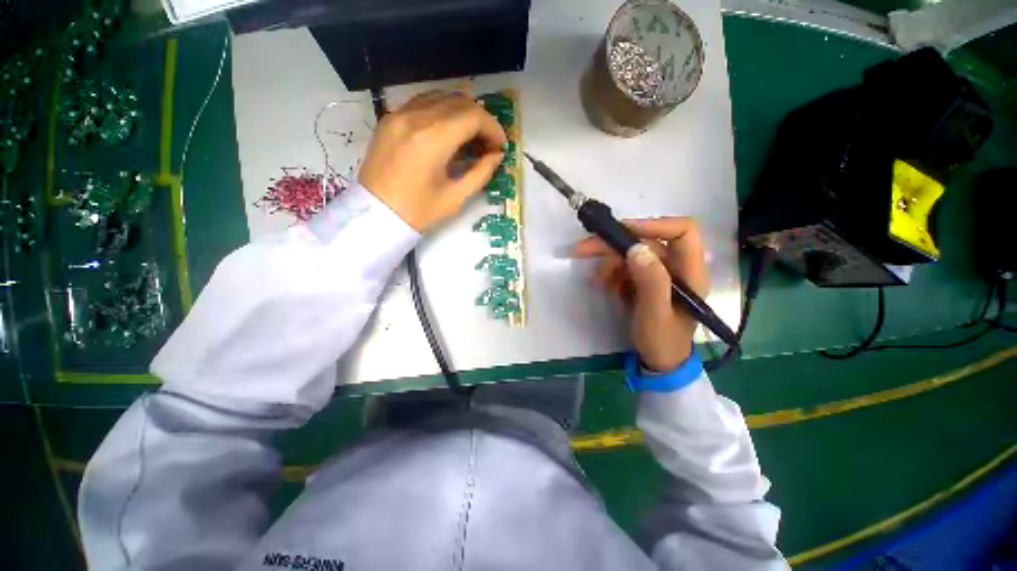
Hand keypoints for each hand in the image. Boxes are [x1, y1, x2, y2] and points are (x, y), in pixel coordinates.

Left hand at [358, 91, 507, 231]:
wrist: (375, 213)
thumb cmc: (418, 211)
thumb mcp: (456, 197)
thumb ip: (481, 173)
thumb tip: (497, 155)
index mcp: (433, 139)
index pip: (473, 116)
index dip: (493, 128)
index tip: (500, 146)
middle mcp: (415, 117)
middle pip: (459, 101)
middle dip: (481, 120)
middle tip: (488, 144)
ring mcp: (399, 113)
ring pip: (441, 96)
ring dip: (463, 113)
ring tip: (470, 137)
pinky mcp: (390, 118)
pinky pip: (423, 102)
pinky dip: (442, 110)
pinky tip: (448, 131)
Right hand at [572, 217, 709, 371]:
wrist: (658, 361)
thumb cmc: (662, 341)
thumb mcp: (655, 315)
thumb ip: (651, 283)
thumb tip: (636, 248)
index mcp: (690, 271)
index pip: (682, 231)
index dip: (654, 225)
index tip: (622, 233)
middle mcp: (676, 266)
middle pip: (646, 241)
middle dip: (613, 245)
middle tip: (582, 249)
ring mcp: (659, 273)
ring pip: (630, 254)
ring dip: (608, 263)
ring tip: (597, 280)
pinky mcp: (644, 280)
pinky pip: (624, 267)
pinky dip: (609, 272)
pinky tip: (603, 285)